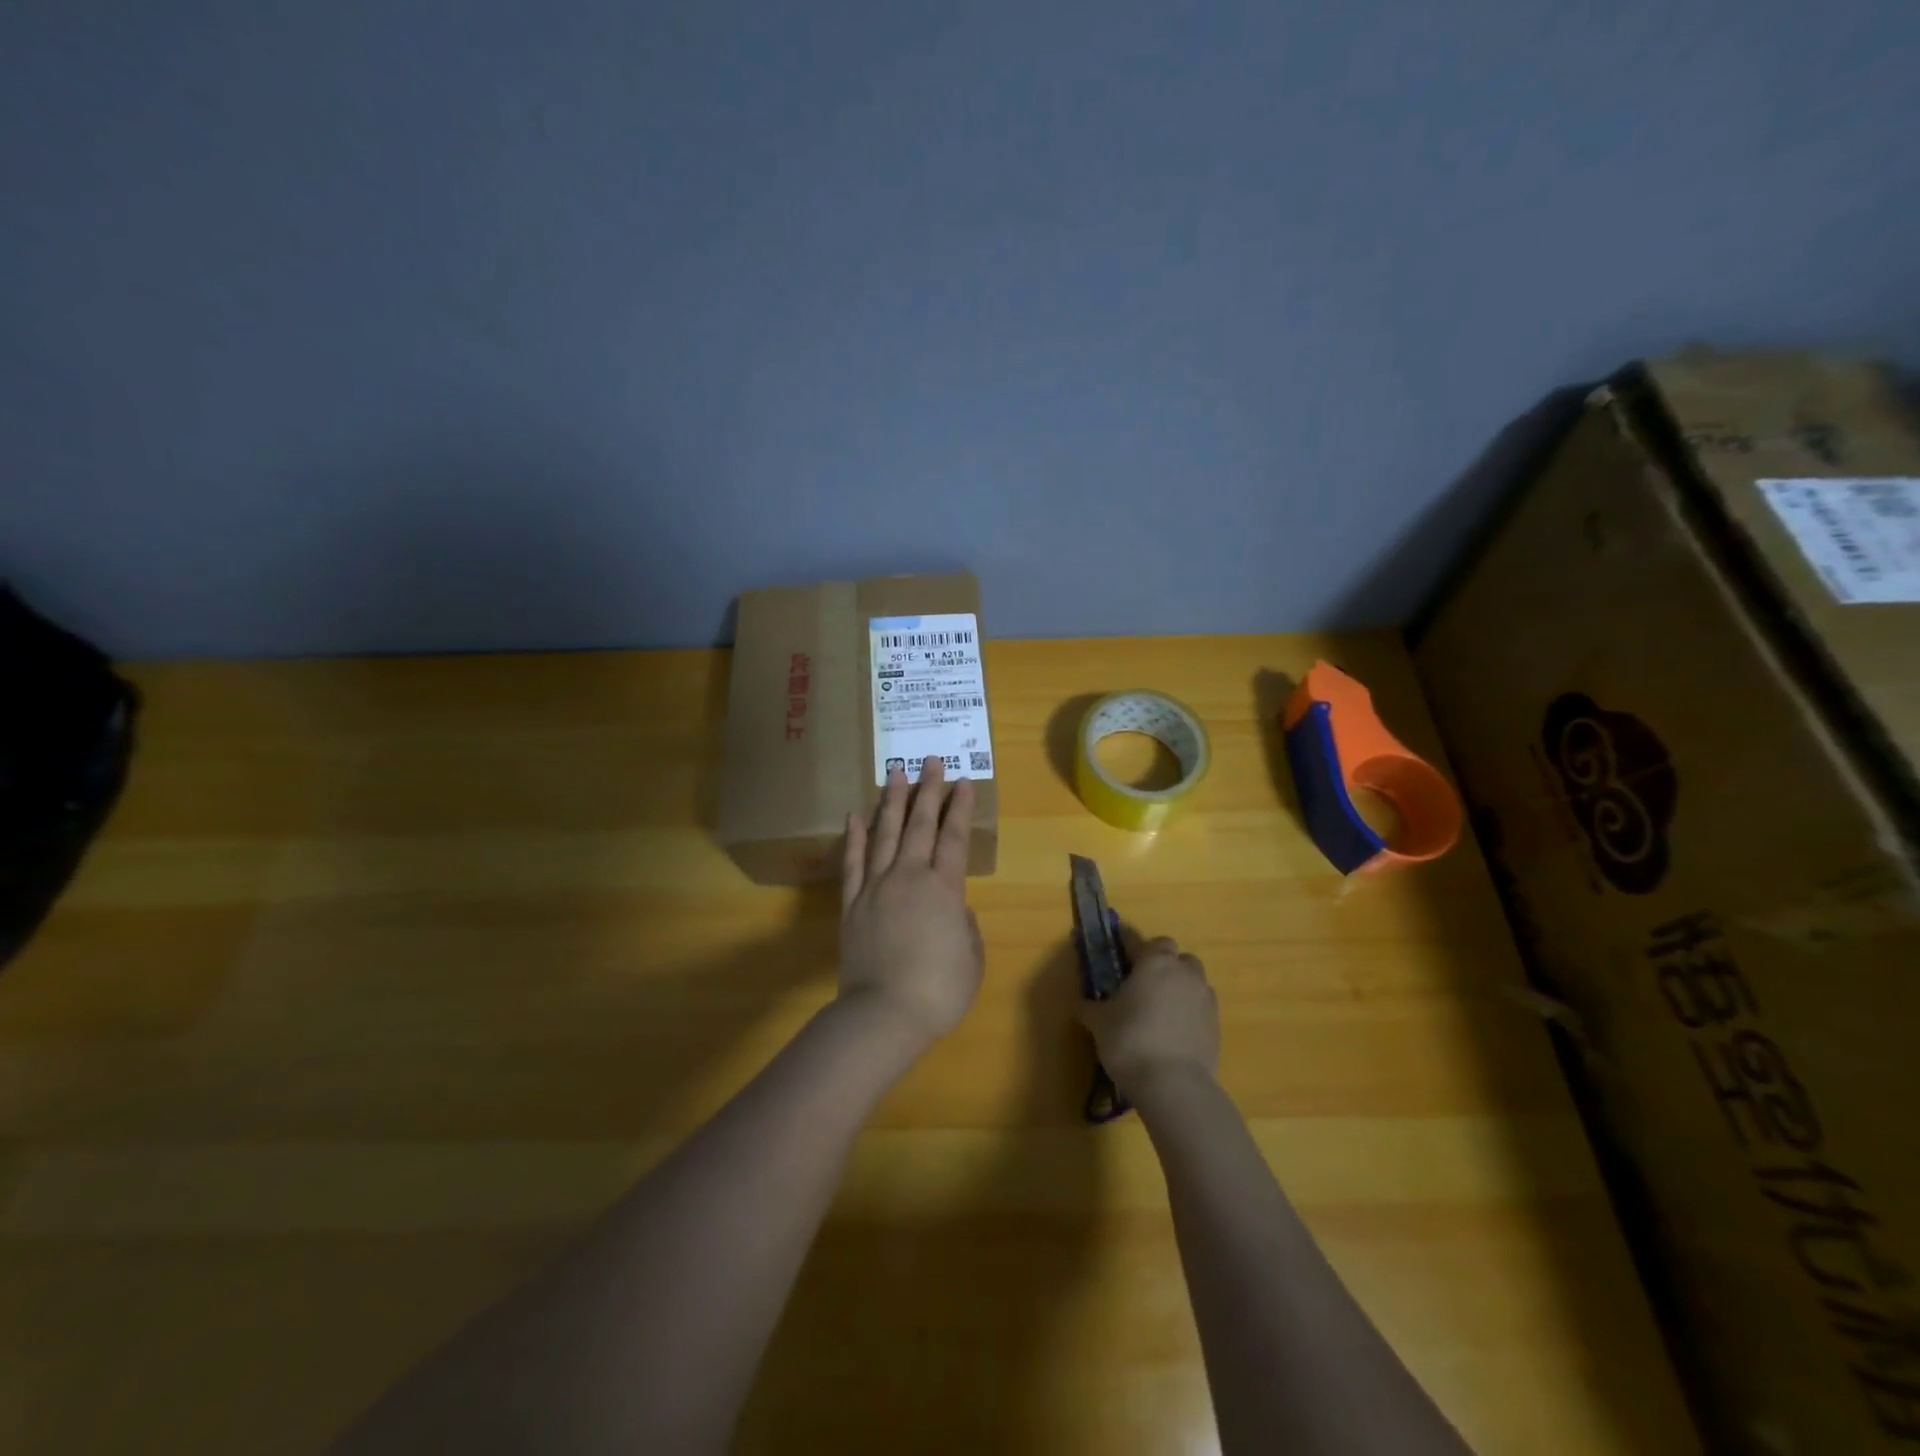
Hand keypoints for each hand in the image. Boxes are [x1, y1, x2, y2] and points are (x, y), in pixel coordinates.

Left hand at [838, 755, 983, 1048]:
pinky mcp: (852, 904)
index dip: (960, 808)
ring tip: (897, 773)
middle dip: (928, 791)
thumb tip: (954, 910)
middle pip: (920, 825)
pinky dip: (855, 837)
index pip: (954, 838)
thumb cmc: (938, 991)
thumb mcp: (971, 959)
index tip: (964, 782)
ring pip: (885, 834)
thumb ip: (965, 927)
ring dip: (892, 802)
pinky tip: (856, 815)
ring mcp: (876, 887)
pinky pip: (853, 863)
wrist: (884, 1014)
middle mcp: (909, 877)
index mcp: (943, 889)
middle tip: (932, 760)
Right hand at [1077, 936, 1219, 1102]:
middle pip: (1175, 955)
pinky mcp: (1216, 1023)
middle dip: (1161, 962)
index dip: (1127, 945)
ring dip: (1179, 984)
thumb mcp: (1099, 1023)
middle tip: (1141, 983)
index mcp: (1153, 962)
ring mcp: (1204, 997)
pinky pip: (1202, 1005)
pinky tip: (1175, 1029)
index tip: (1118, 953)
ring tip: (1161, 1006)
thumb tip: (1081, 1004)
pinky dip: (1190, 1009)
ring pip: (1194, 978)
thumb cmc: (1130, 1041)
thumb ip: (1090, 1008)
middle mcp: (1182, 972)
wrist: (1174, 1085)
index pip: (1139, 941)